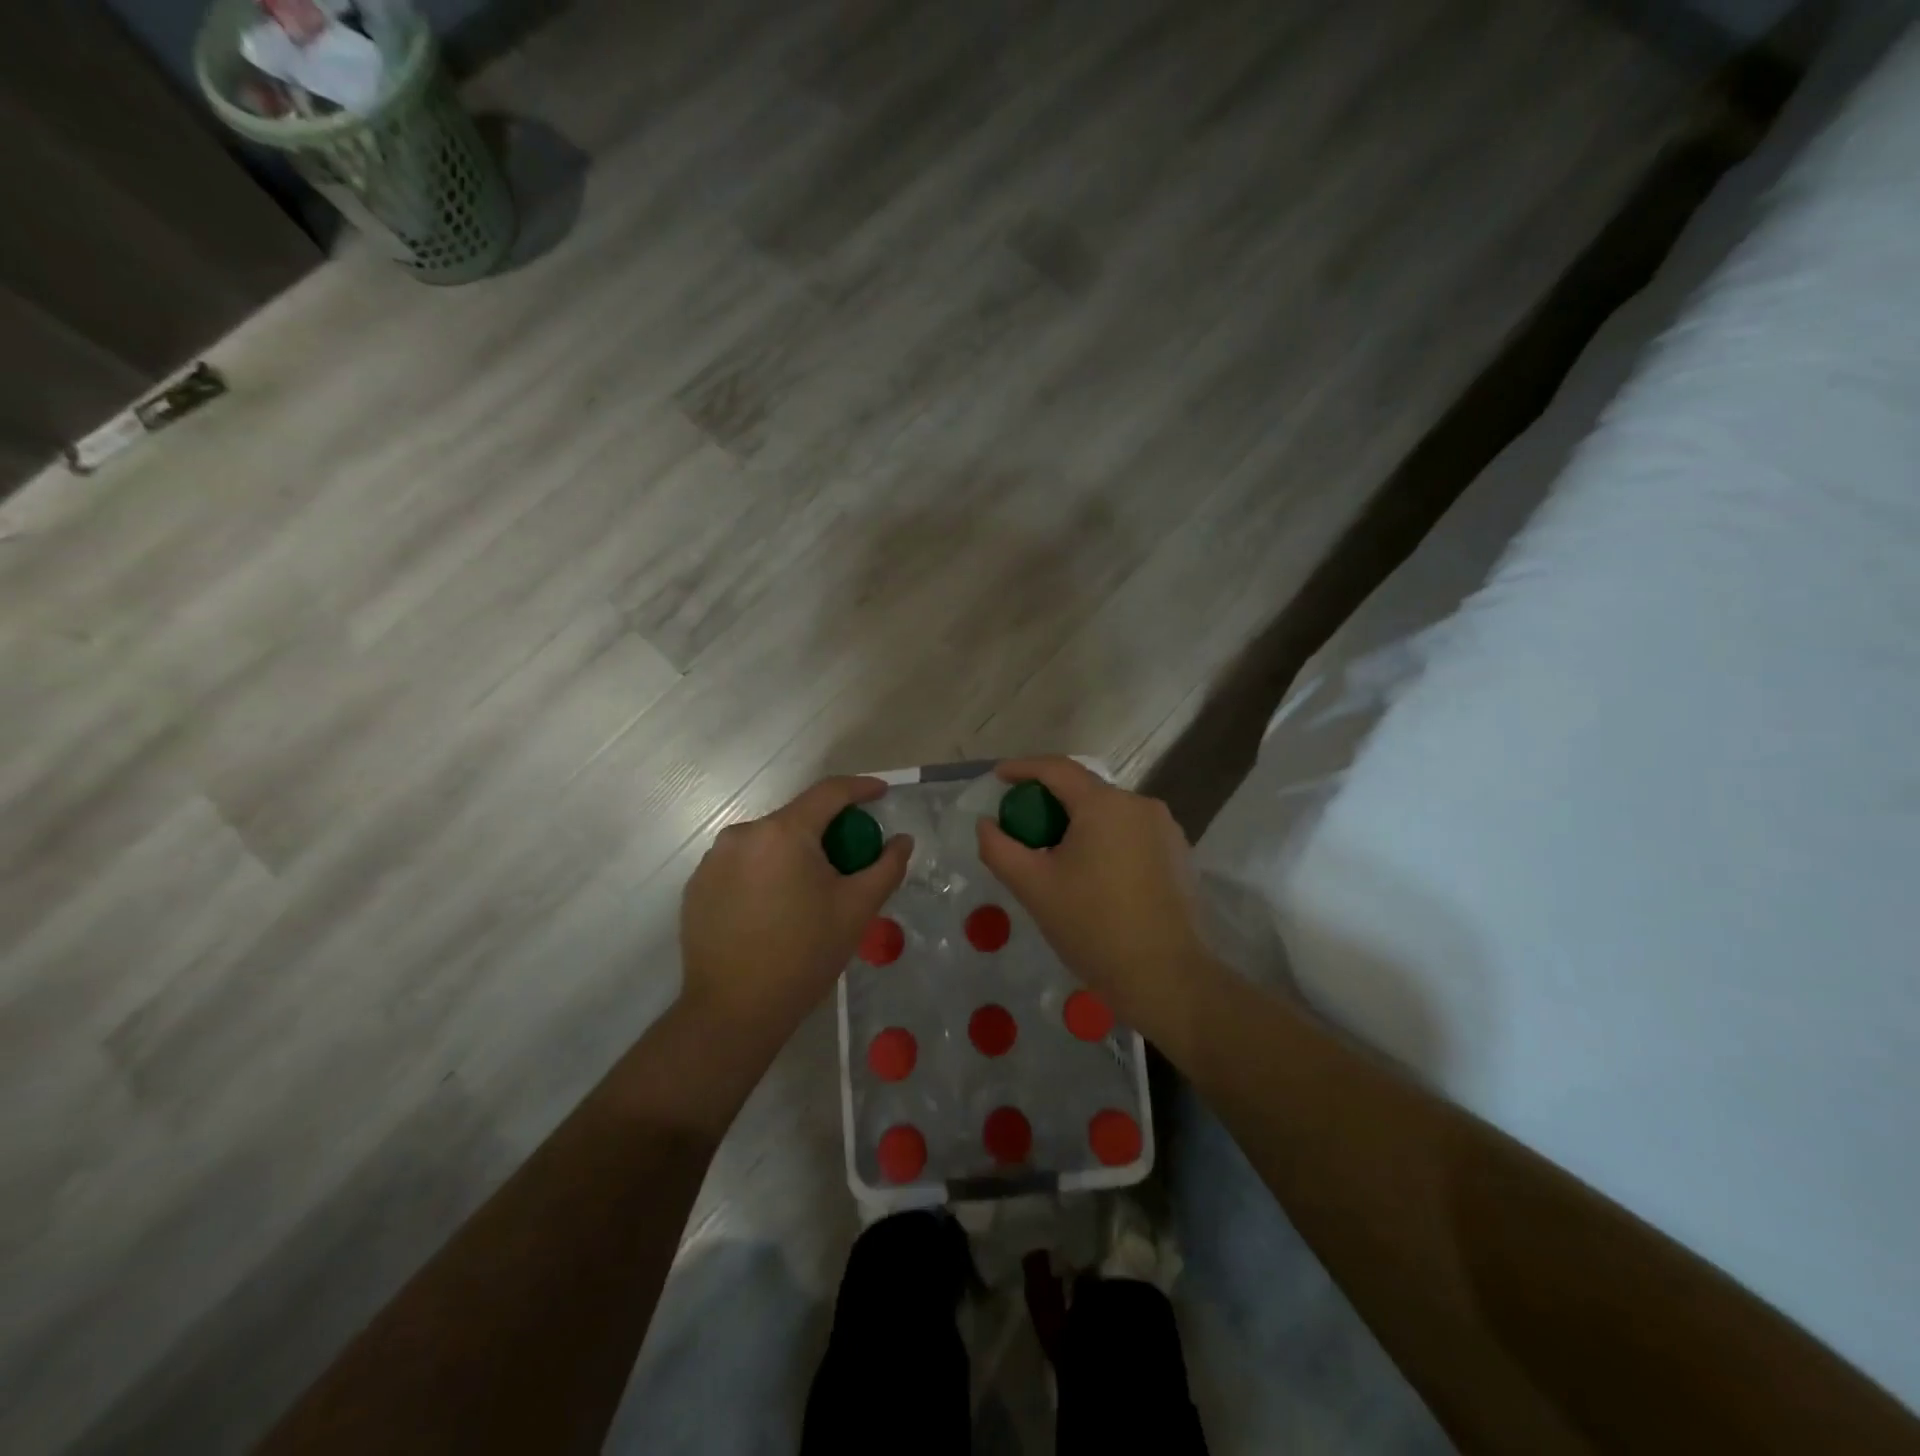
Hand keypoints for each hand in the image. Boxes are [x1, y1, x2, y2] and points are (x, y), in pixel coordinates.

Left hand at [680, 777, 911, 1045]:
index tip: (882, 793)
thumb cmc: (804, 955)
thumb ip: (886, 866)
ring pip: (768, 842)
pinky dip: (765, 873)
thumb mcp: (857, 909)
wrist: (734, 1012)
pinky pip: (742, 864)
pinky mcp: (697, 886)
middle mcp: (742, 834)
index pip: (829, 793)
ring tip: (811, 890)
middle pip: (797, 818)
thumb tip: (902, 840)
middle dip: (828, 830)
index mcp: (782, 832)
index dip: (861, 788)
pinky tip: (776, 908)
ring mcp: (713, 860)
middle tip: (851, 859)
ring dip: (794, 853)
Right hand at [976, 757, 1218, 1048]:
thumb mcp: (1034, 887)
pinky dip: (1105, 841)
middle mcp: (1140, 804)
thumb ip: (1000, 848)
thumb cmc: (1093, 927)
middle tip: (1022, 828)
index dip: (1023, 768)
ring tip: (1055, 857)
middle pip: (1084, 791)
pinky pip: (1130, 834)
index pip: (1057, 769)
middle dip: (1049, 802)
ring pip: (1109, 814)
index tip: (998, 778)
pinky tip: (1093, 876)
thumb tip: (986, 823)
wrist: (1166, 977)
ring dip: (1078, 824)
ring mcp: (1165, 829)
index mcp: (1105, 805)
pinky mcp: (1179, 854)